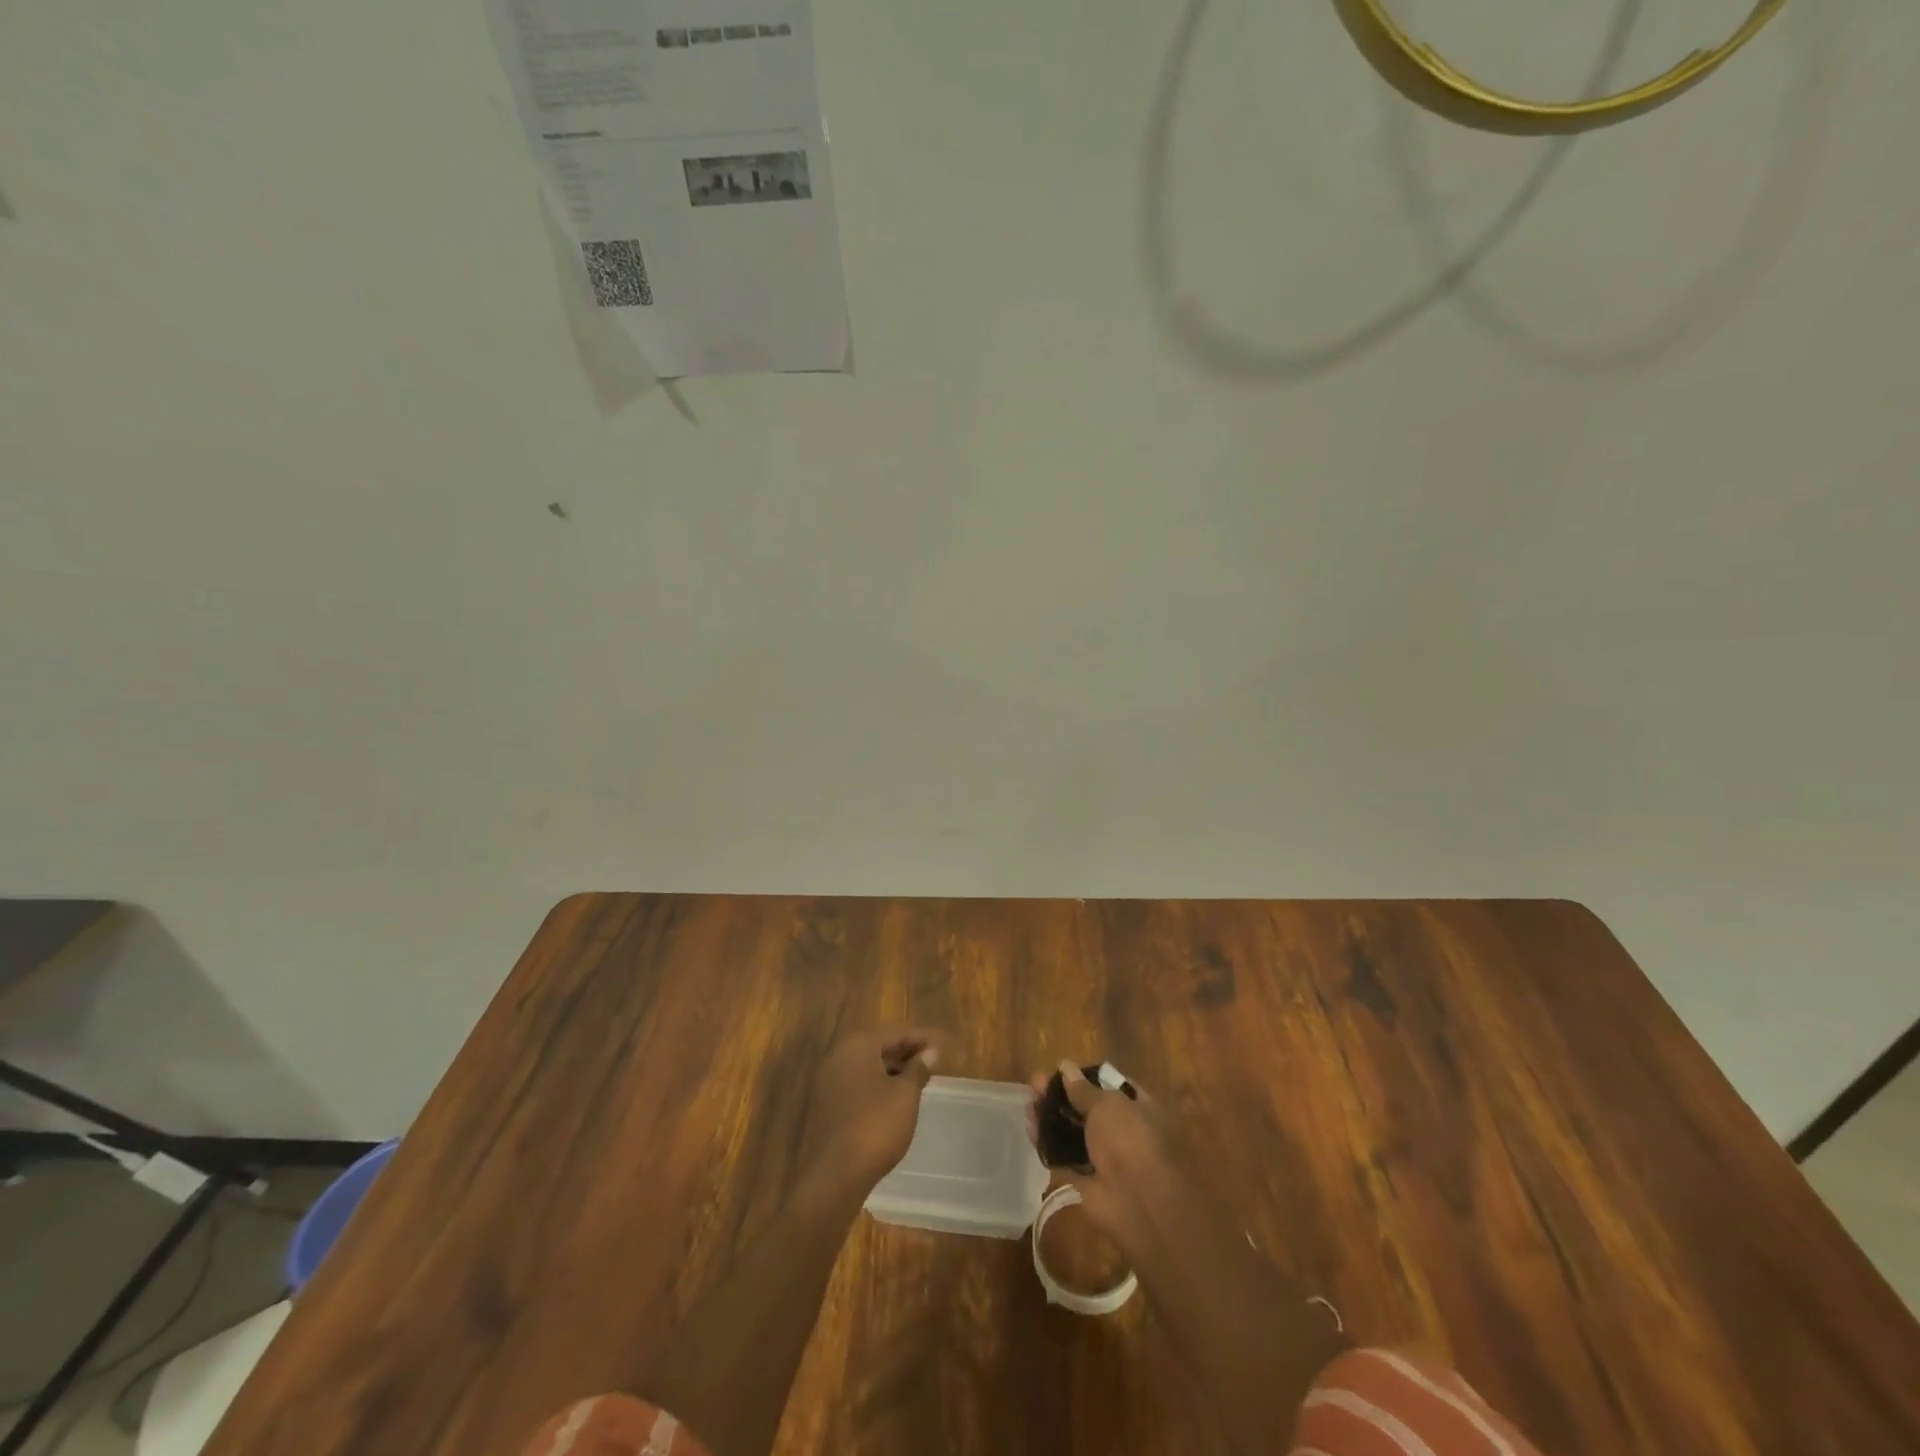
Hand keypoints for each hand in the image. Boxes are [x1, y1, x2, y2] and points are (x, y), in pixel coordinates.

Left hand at [797, 1028, 941, 1191]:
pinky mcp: (824, 1104)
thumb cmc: (876, 1126)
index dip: (922, 1038)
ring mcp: (827, 1080)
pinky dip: (877, 1084)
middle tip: (932, 1061)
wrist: (835, 1175)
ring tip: (917, 1079)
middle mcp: (838, 1055)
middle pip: (878, 1046)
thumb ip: (919, 1068)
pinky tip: (894, 1098)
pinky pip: (856, 1083)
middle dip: (906, 1052)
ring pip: (866, 1066)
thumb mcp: (905, 1095)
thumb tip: (931, 1051)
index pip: (896, 1033)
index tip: (943, 1045)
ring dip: (892, 1069)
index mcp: (858, 1046)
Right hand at [1027, 1062, 1189, 1258]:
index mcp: (1141, 1108)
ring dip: (1052, 1118)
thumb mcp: (1107, 1104)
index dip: (1086, 1077)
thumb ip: (1083, 1089)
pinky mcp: (1088, 1181)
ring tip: (1028, 1103)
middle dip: (1062, 1097)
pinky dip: (1047, 1144)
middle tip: (1036, 1085)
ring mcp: (1107, 1158)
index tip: (1062, 1071)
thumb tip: (1066, 1066)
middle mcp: (1125, 1132)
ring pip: (1074, 1133)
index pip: (1112, 1086)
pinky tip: (1030, 1128)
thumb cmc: (1130, 1141)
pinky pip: (1064, 1157)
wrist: (1139, 1206)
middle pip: (1088, 1109)